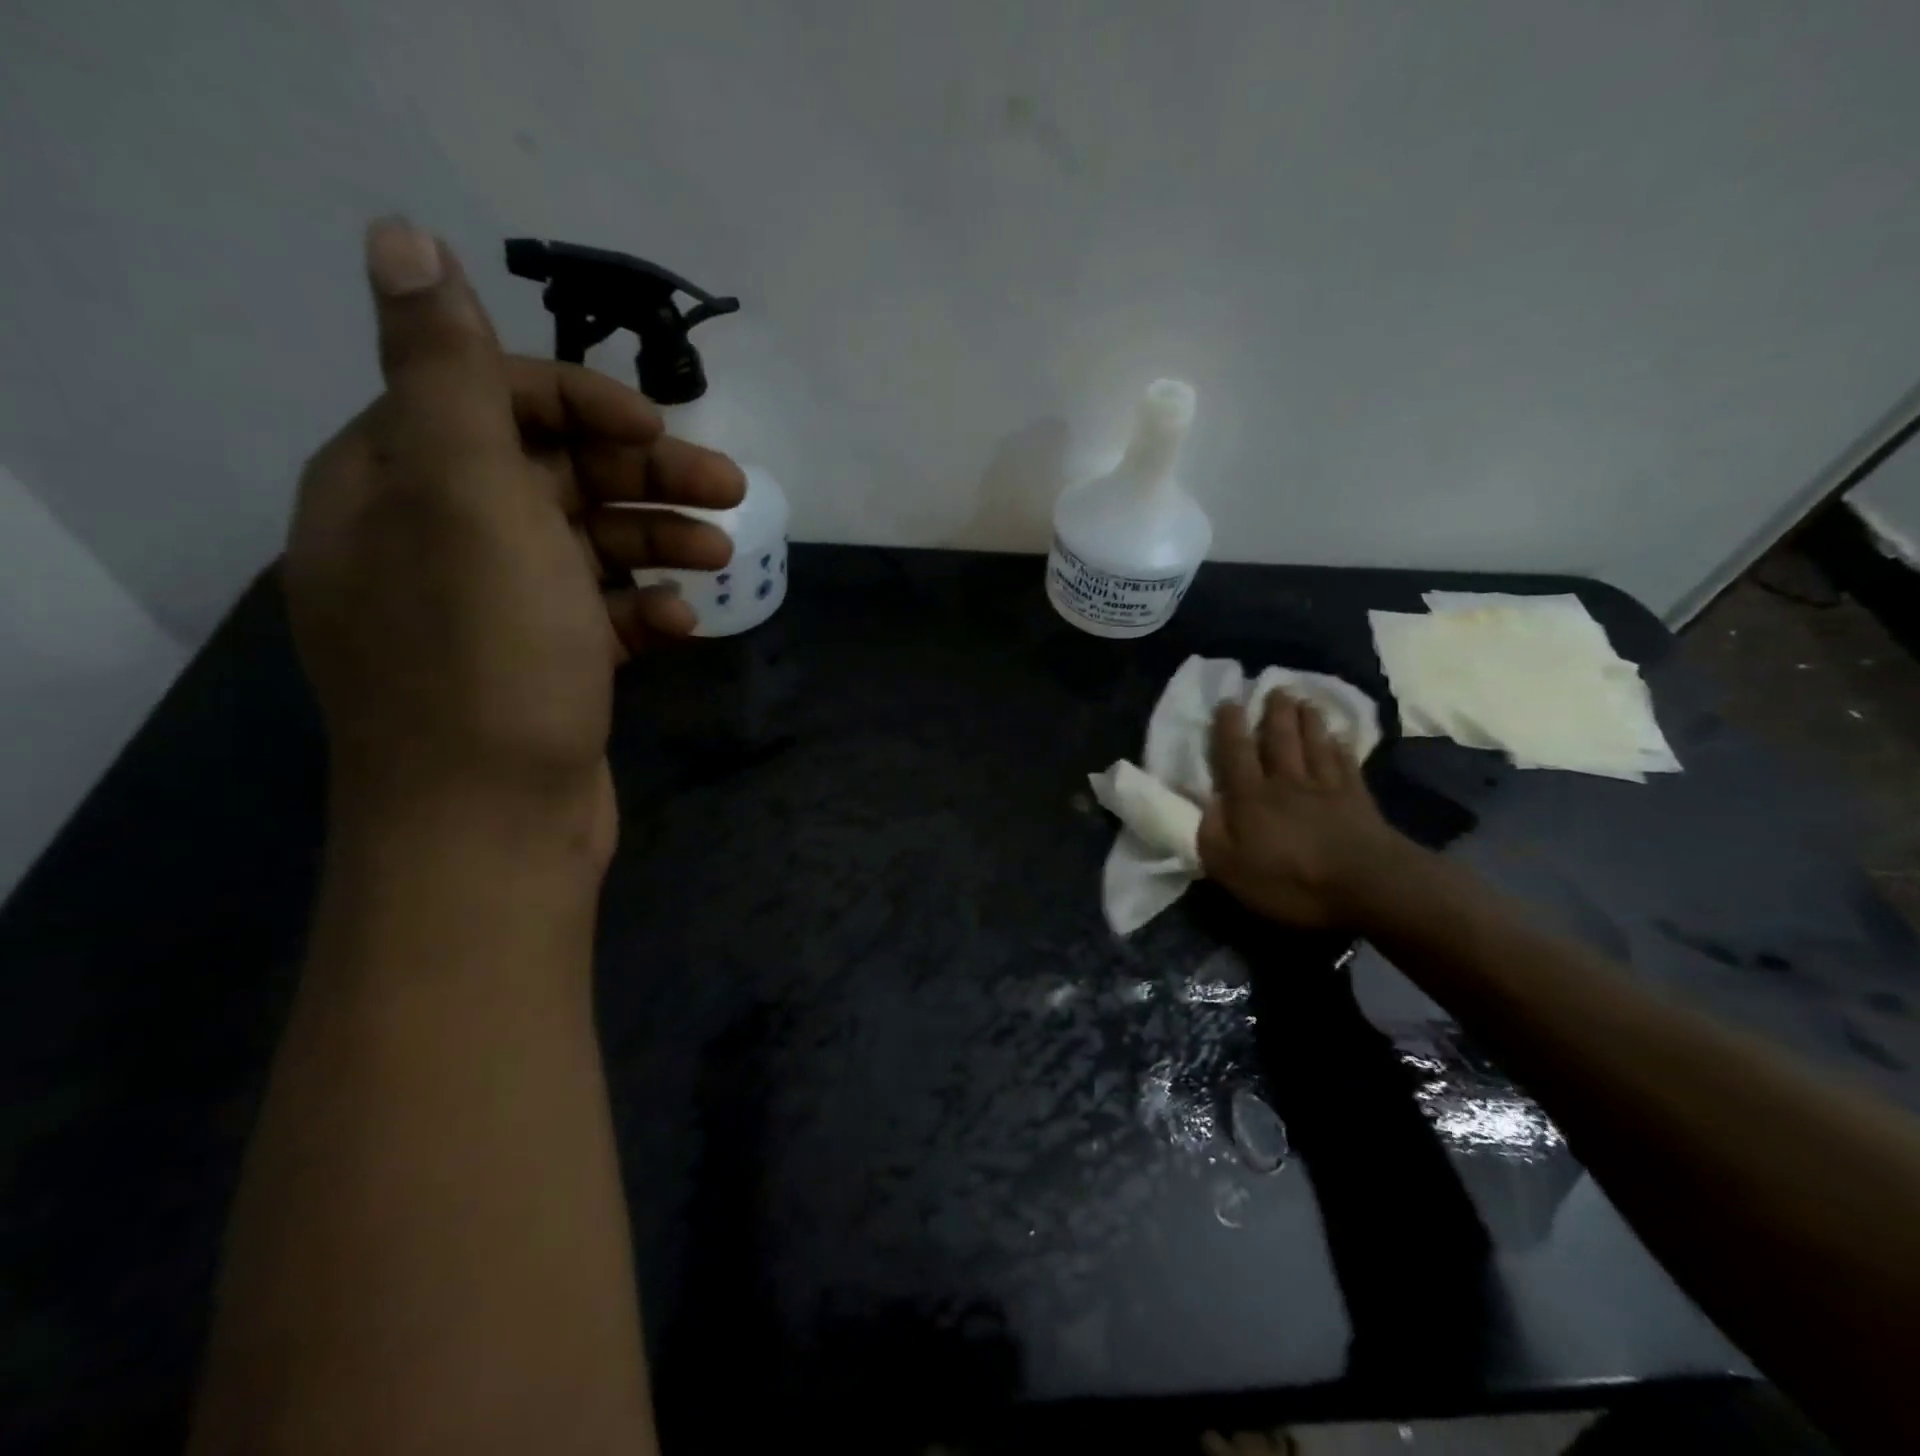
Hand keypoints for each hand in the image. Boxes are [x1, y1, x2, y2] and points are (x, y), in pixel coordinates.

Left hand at [284, 219, 743, 851]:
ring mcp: (491, 609)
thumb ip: (448, 376)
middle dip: (645, 475)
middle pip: (550, 472)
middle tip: (730, 488)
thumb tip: (403, 238)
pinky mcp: (540, 664)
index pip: (487, 397)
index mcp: (395, 486)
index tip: (660, 431)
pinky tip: (682, 625)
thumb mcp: (468, 504)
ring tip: (723, 558)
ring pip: (586, 544)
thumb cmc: (487, 663)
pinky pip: (598, 613)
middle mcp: (434, 540)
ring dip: (659, 540)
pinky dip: (642, 609)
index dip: (581, 401)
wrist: (492, 829)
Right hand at [1197, 693, 1408, 927]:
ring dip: (1308, 722)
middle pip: (1279, 740)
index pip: (1235, 754)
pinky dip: (1342, 748)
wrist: (1368, 885)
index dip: (1229, 727)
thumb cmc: (1291, 880)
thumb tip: (1205, 804)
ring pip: (1314, 745)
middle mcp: (1286, 783)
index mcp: (1251, 798)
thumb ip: (1212, 834)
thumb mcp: (1231, 868)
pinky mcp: (1358, 800)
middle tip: (1275, 688)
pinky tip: (1341, 738)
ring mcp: (1326, 788)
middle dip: (1275, 713)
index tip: (1229, 702)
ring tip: (1305, 702)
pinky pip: (1347, 765)